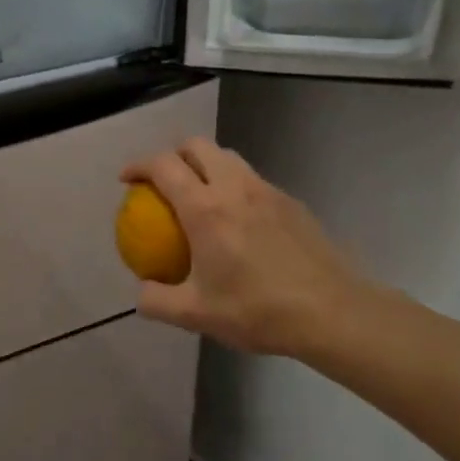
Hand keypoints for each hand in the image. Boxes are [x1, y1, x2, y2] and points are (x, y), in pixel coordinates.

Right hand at [121, 138, 381, 359]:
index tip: (127, 180)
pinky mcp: (291, 202)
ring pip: (228, 157)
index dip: (138, 166)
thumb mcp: (196, 315)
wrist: (333, 313)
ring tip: (198, 195)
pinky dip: (233, 186)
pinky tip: (237, 221)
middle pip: (196, 146)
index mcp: (205, 208)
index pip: (163, 166)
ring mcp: (267, 191)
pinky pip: (252, 180)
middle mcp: (234, 187)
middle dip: (172, 154)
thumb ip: (157, 301)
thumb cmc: (258, 310)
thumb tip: (141, 292)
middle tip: (162, 181)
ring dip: (205, 165)